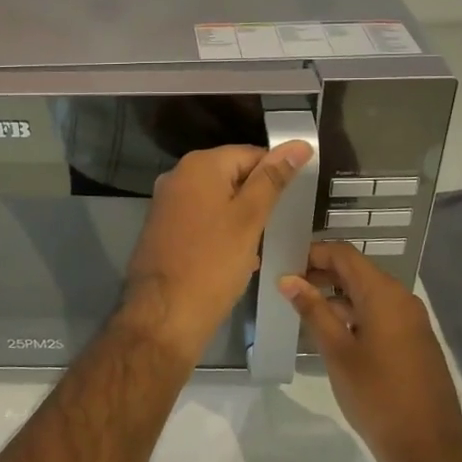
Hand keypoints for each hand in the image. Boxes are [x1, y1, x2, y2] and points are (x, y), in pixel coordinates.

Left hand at [120, 141, 312, 367]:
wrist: (164, 316)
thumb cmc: (212, 264)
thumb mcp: (250, 219)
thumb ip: (273, 179)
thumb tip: (298, 144)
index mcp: (199, 166)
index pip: (250, 154)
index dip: (275, 175)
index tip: (292, 202)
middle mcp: (177, 177)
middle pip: (231, 176)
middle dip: (256, 200)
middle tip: (277, 227)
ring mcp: (167, 204)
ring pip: (217, 201)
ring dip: (240, 220)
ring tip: (260, 246)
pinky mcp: (163, 229)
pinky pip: (201, 220)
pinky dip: (220, 234)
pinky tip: (236, 259)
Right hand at [278, 242, 461, 461]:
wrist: (430, 450)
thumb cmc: (378, 397)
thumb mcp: (338, 353)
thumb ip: (313, 311)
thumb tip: (288, 279)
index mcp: (384, 295)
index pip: (344, 254)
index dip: (313, 253)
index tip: (284, 265)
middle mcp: (401, 299)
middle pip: (357, 271)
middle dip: (322, 273)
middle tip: (287, 287)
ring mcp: (411, 321)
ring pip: (368, 294)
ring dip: (336, 295)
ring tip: (303, 310)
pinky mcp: (414, 341)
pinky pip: (379, 313)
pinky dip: (354, 313)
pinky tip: (331, 333)